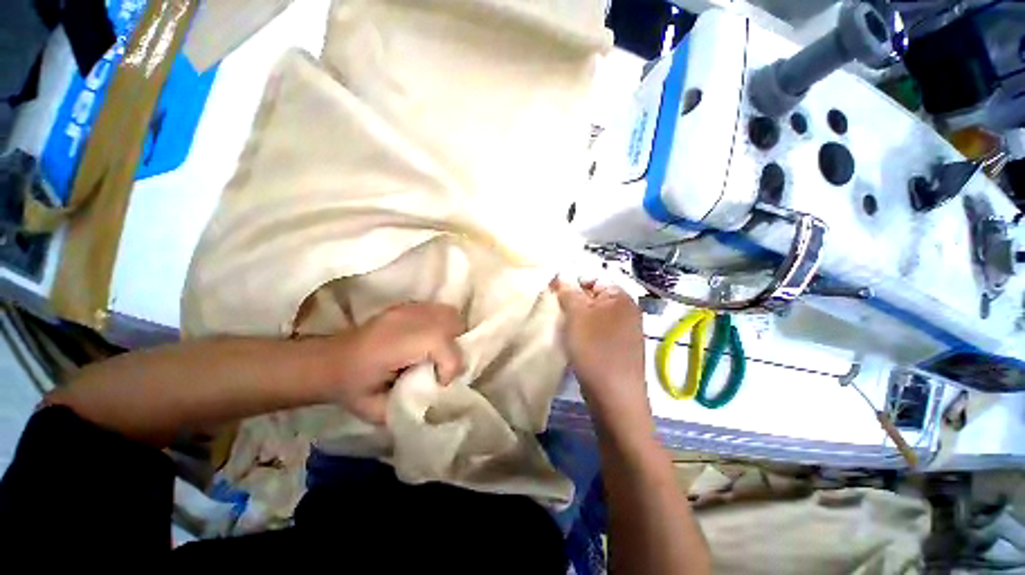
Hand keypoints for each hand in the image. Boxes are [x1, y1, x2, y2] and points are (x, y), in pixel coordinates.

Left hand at [324, 303, 465, 423]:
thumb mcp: (377, 410)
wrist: (327, 362)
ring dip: (452, 332)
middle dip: (456, 346)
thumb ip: (412, 407)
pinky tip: (431, 339)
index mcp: (393, 345)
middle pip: (451, 322)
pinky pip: (437, 309)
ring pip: (448, 312)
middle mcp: (404, 320)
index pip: (441, 343)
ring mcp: (406, 309)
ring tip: (440, 351)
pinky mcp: (407, 306)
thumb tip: (441, 401)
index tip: (440, 382)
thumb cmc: (351, 388)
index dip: (450, 366)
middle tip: (443, 365)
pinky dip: (443, 324)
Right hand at [552, 279, 649, 422]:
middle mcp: (628, 310)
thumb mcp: (576, 315)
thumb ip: (568, 292)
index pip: (592, 279)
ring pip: (596, 316)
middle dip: (575, 304)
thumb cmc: (594, 349)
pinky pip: (601, 331)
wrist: (615, 396)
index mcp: (621, 297)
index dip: (572, 285)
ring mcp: (627, 330)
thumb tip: (561, 276)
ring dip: (580, 320)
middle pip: (594, 298)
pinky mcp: (622, 347)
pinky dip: (588, 333)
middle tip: (561, 316)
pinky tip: (579, 344)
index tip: (555, 297)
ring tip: (568, 331)